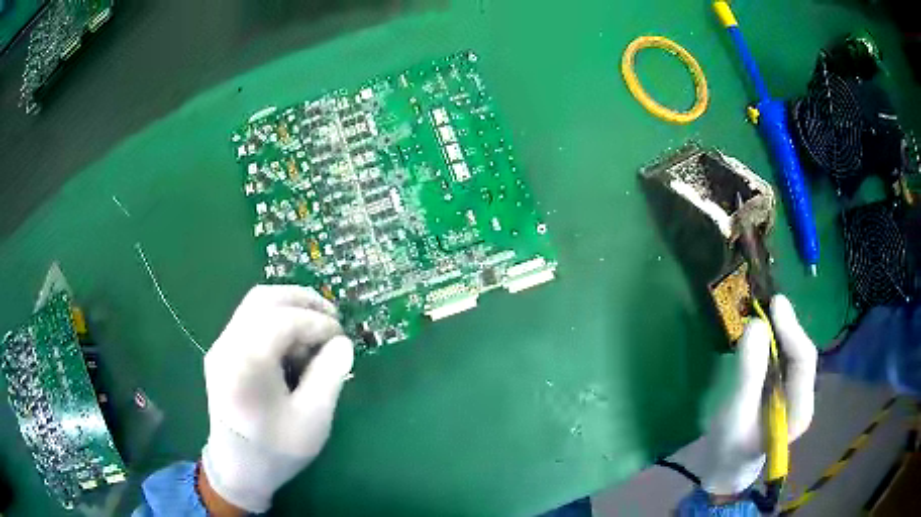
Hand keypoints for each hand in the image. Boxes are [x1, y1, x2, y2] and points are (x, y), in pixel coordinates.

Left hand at [200, 285, 354, 513]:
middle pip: (264, 299)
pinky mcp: (222, 353)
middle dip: (302, 301)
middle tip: (332, 317)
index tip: (342, 337)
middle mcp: (227, 345)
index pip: (284, 319)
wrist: (237, 470)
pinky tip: (293, 345)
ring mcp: (221, 347)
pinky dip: (276, 321)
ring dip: (289, 309)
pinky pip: (249, 321)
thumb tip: (342, 343)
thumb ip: (330, 375)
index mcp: (246, 362)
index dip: (317, 321)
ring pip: (255, 305)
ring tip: (315, 330)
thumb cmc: (276, 450)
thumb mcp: (313, 419)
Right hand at [701, 295, 817, 497]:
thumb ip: (748, 372)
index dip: (792, 329)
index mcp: (799, 410)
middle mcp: (803, 398)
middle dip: (787, 328)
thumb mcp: (735, 413)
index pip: (804, 360)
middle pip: (802, 354)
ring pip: (793, 354)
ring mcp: (794, 395)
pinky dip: (773, 343)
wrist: (724, 468)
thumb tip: (757, 324)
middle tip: (766, 304)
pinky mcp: (783, 391)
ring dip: (780, 333)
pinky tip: (761, 336)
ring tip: (763, 314)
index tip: (775, 303)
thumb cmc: (729, 448)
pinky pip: (783, 360)